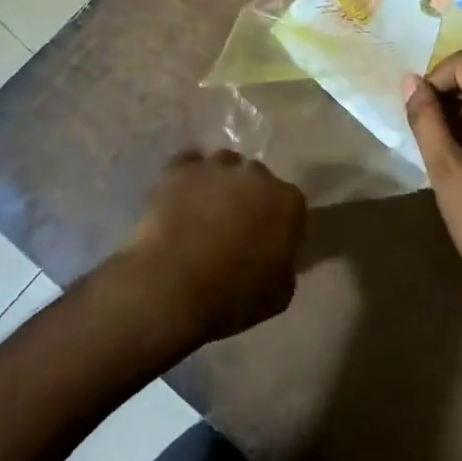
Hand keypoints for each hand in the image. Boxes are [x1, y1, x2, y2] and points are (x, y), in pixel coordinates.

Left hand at [123, 150, 305, 344]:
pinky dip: (188, 175)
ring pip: (224, 164)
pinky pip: (189, 163)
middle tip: (233, 226)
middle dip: (248, 197)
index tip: (265, 239)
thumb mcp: (279, 293)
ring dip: (219, 183)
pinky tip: (181, 194)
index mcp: (288, 202)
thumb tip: (276, 255)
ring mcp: (217, 168)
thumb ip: (284, 264)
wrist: (172, 290)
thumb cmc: (233, 298)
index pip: (290, 203)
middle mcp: (257, 175)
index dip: (277, 222)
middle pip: (257, 178)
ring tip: (203, 210)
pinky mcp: (181, 170)